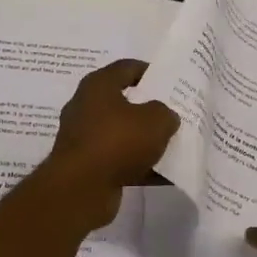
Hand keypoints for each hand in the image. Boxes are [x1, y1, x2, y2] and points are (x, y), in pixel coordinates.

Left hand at [37, 60, 179, 229]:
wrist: (81, 188)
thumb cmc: (117, 141)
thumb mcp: (155, 120)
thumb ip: (165, 113)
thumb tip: (164, 117)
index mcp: (98, 86)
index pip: (127, 68)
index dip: (151, 71)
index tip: (171, 81)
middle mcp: (86, 108)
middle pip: (124, 103)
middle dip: (150, 109)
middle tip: (174, 114)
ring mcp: (84, 139)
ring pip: (122, 134)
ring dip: (145, 141)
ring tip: (173, 145)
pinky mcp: (87, 166)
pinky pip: (119, 161)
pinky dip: (139, 167)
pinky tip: (164, 175)